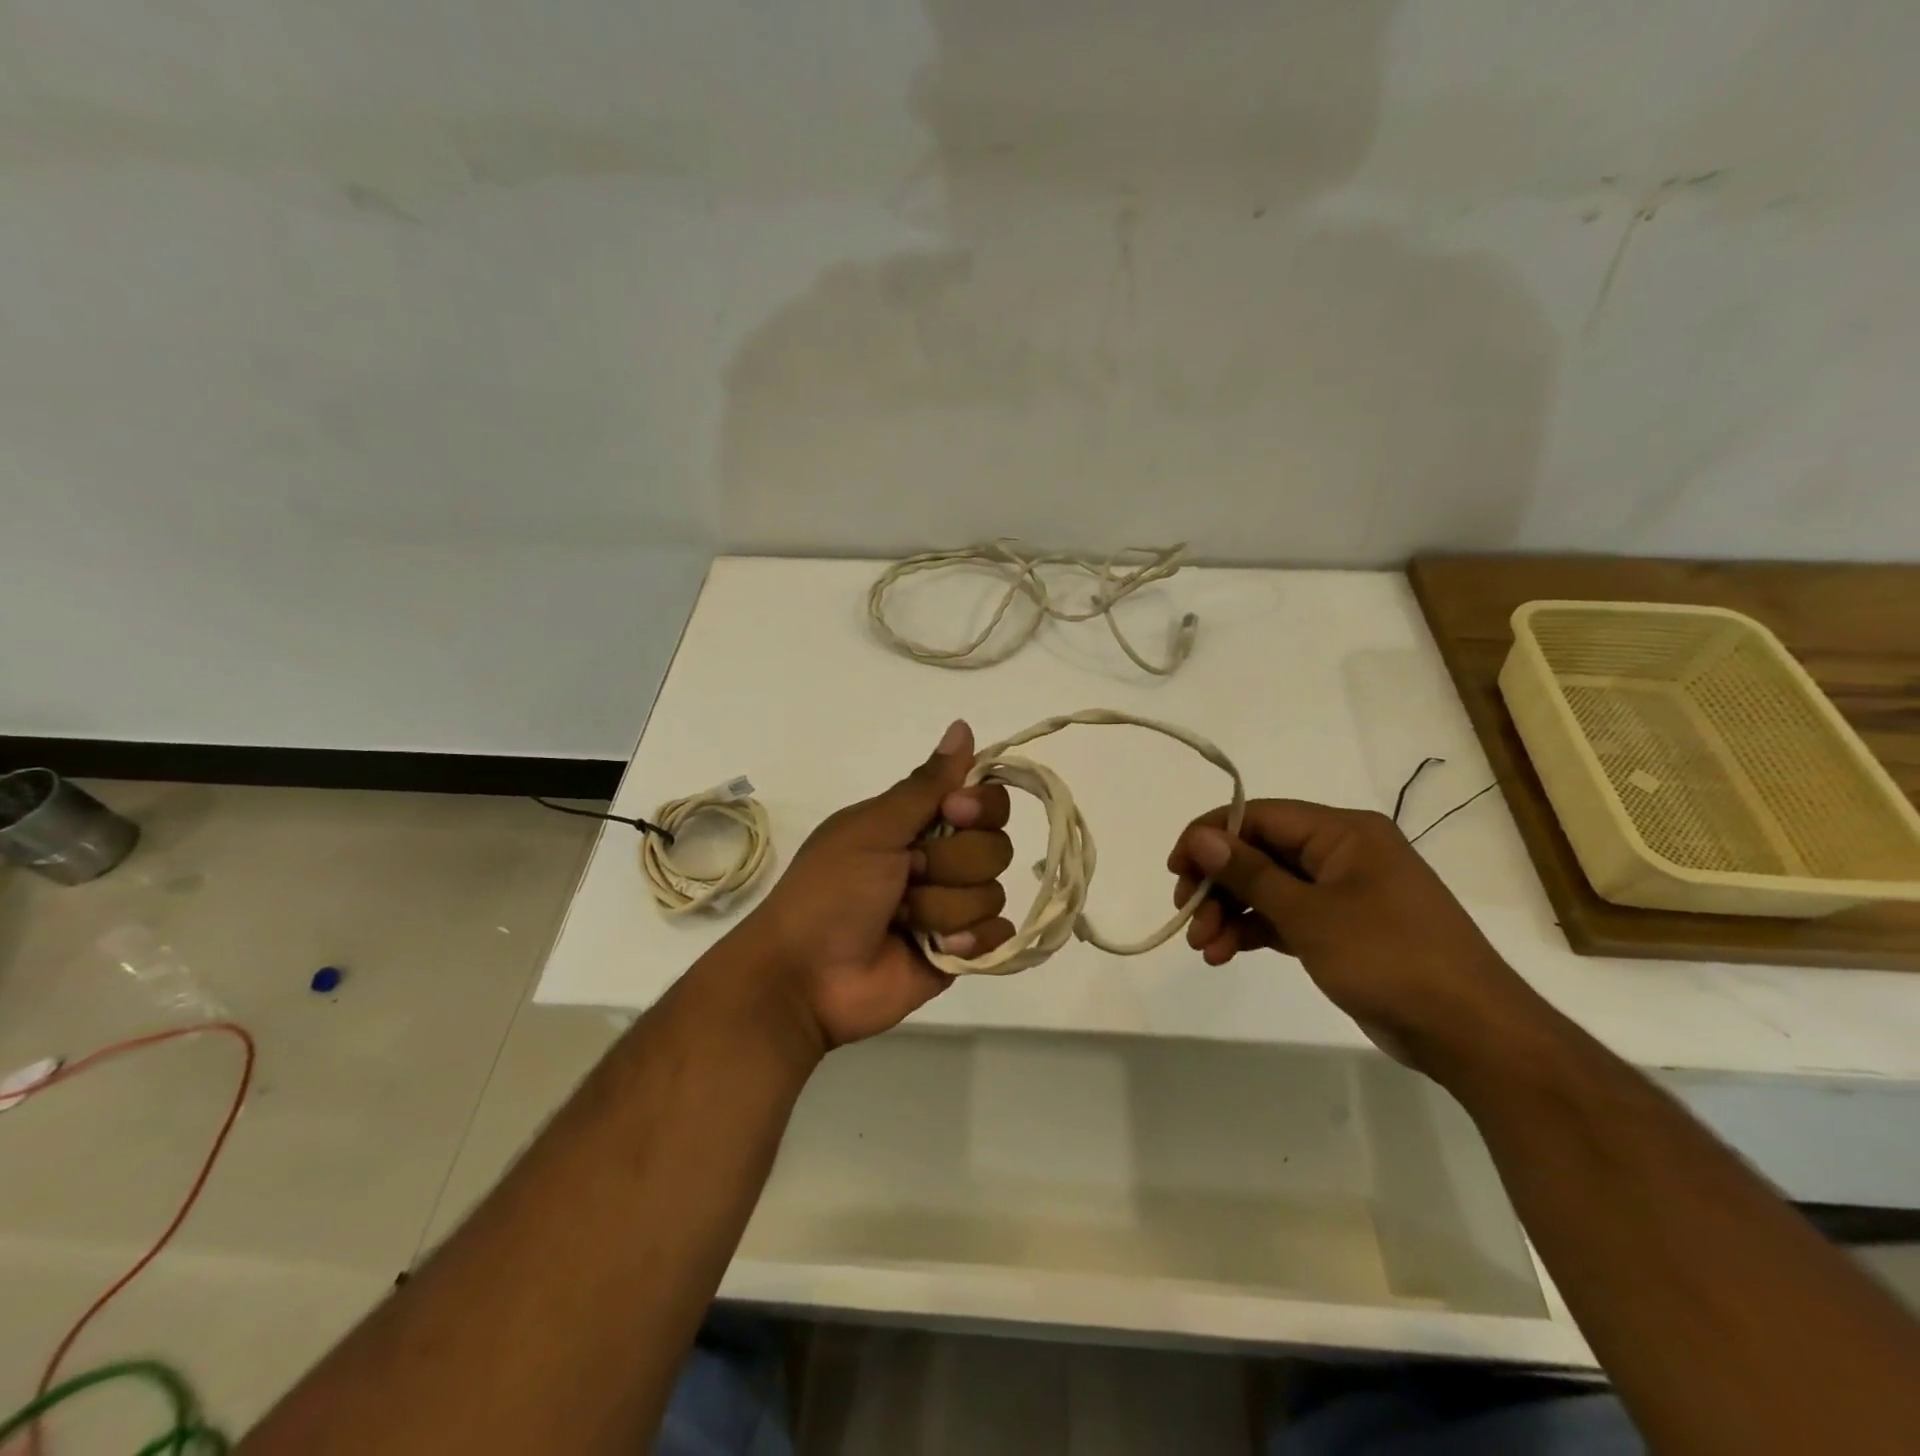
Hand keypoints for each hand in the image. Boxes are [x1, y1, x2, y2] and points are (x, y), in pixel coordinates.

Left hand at [733, 720, 1014, 1049]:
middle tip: (906, 876)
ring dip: (943, 908)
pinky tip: (935, 948)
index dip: (980, 806)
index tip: (953, 812)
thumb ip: (926, 784)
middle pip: (995, 846)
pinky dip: (969, 942)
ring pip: (992, 892)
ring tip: (902, 921)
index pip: (985, 799)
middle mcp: (940, 860)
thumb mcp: (873, 828)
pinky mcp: (959, 953)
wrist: (805, 976)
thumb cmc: (830, 890)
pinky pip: (998, 937)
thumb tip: (963, 725)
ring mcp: (951, 907)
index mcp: (918, 824)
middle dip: (950, 865)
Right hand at [1168, 800, 1541, 1069]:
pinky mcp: (1344, 929)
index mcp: (1342, 832)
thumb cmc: (1389, 958)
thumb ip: (1250, 873)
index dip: (1210, 836)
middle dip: (1219, 885)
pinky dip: (1255, 931)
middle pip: (1260, 853)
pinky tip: (1225, 954)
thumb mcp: (1310, 914)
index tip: (1176, 868)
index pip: (1259, 816)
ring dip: (1231, 914)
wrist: (1471, 1033)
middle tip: (1187, 916)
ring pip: (1269, 889)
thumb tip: (1201, 837)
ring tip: (1205, 949)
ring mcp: (1344, 892)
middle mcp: (1341, 853)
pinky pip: (1286, 917)